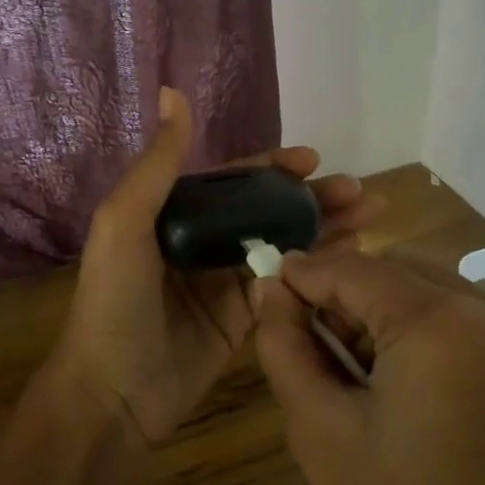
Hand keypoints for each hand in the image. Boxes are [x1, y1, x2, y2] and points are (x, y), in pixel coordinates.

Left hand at [53, 88, 380, 446]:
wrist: (112, 392)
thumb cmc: (114, 301)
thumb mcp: (124, 222)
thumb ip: (158, 164)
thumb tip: (173, 93)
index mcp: (173, 215)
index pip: (232, 180)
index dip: (273, 167)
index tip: (314, 160)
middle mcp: (202, 242)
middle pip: (265, 210)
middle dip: (311, 197)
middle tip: (359, 192)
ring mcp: (224, 282)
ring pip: (283, 244)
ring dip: (324, 228)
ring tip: (371, 215)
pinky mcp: (242, 321)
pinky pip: (285, 285)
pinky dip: (317, 269)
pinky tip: (352, 256)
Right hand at [253, 250, 484, 484]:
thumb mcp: (320, 429)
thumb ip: (286, 345)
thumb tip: (269, 289)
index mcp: (445, 322)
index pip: (354, 269)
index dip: (301, 275)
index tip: (261, 286)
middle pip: (393, 272)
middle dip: (340, 295)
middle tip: (297, 338)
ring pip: (424, 292)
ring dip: (375, 313)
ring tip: (338, 367)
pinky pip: (455, 320)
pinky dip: (412, 333)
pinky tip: (385, 381)